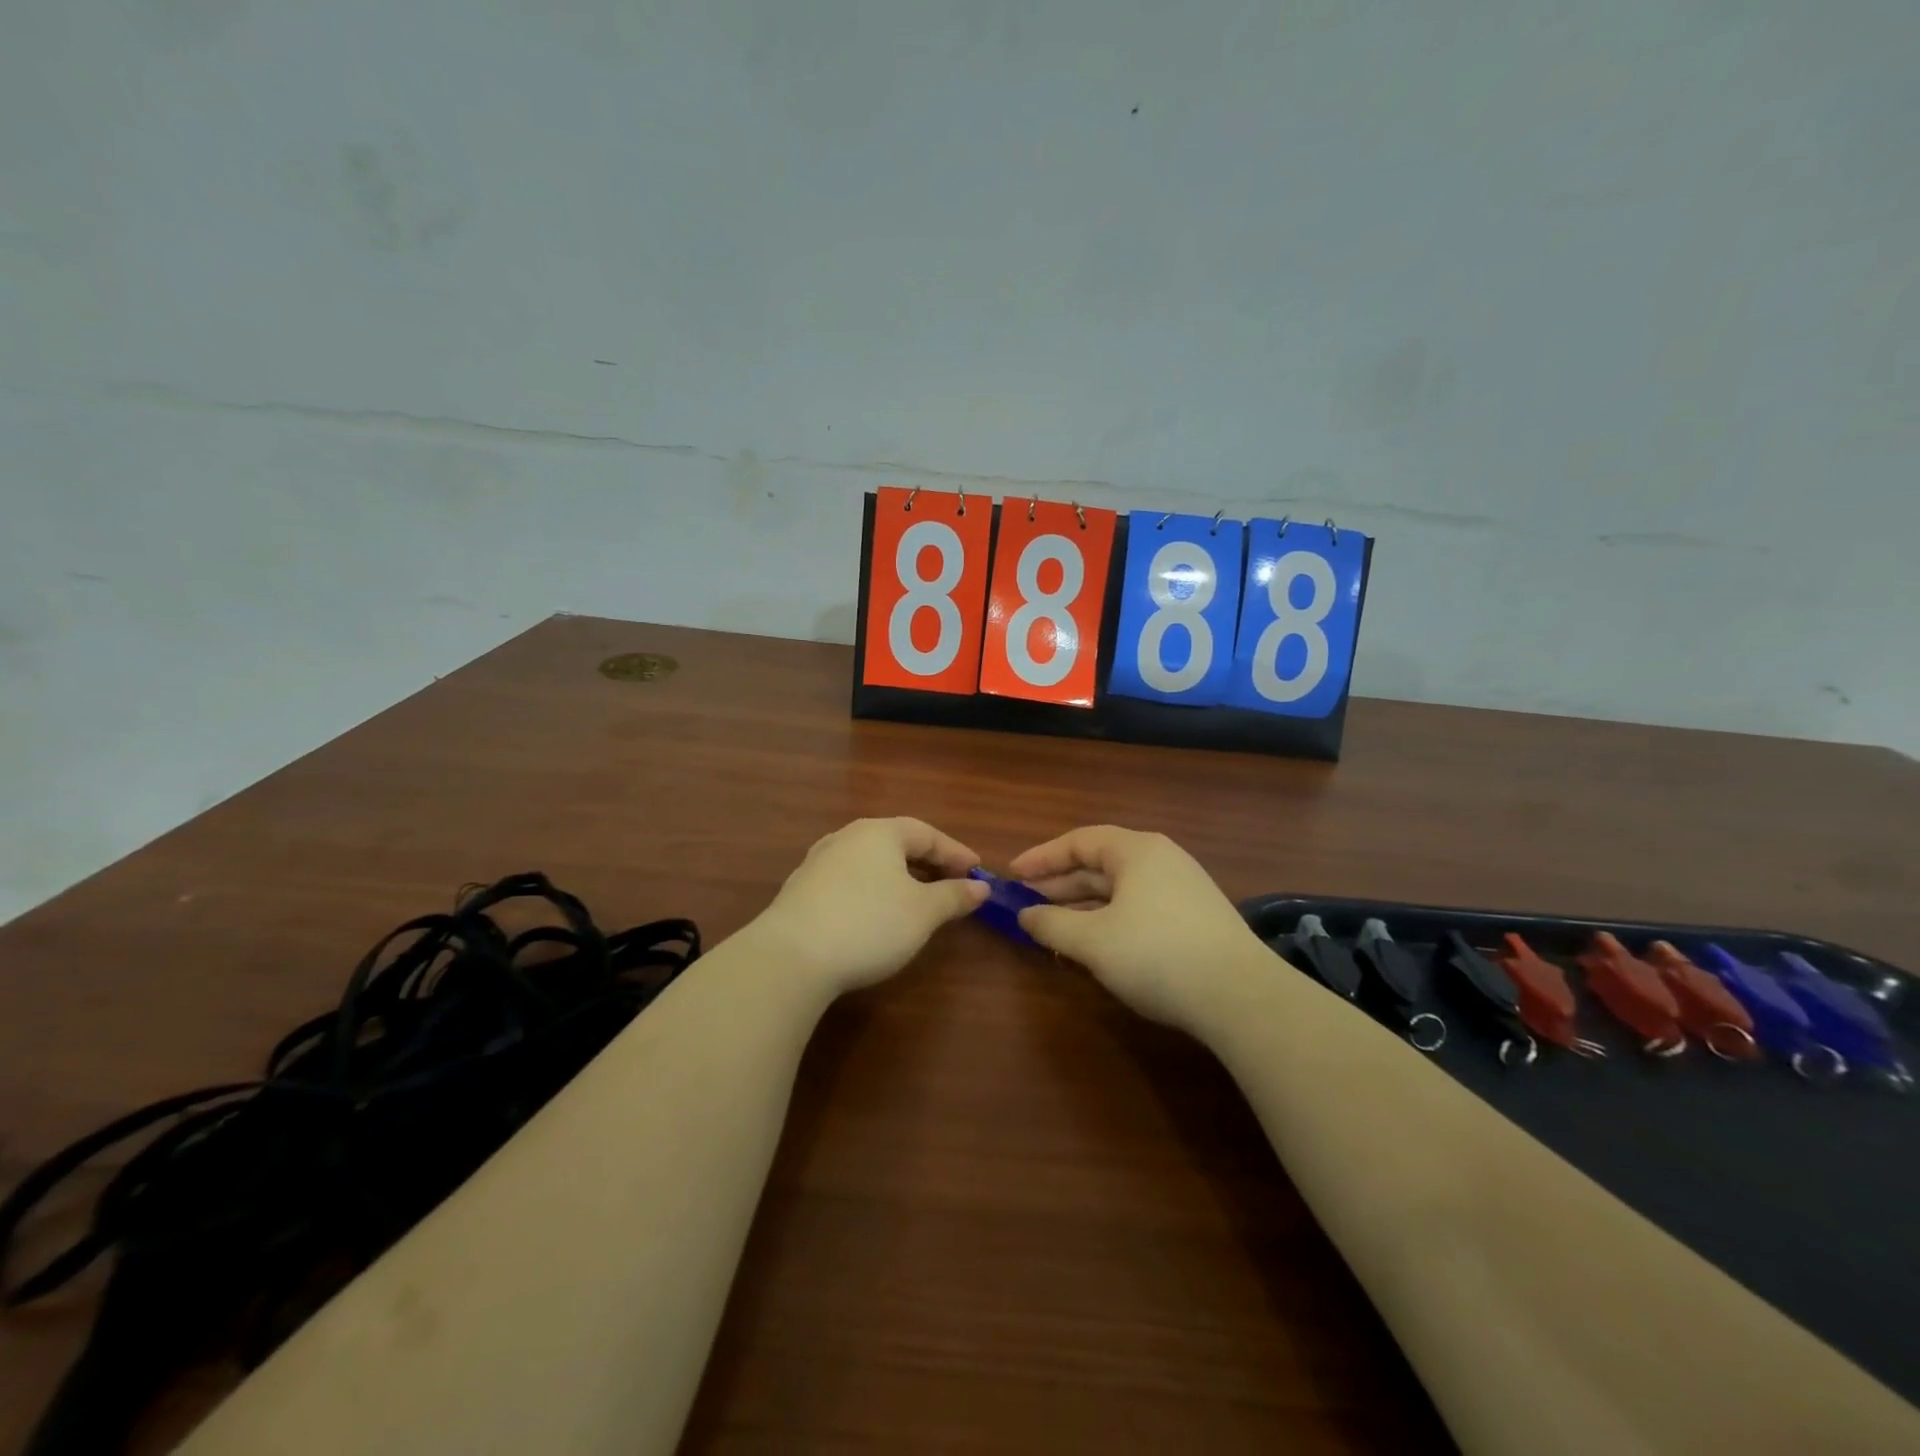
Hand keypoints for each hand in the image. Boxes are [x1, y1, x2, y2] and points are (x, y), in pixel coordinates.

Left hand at [747, 817, 988, 999]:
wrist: (790, 957)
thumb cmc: (869, 924)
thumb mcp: (922, 913)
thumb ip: (953, 896)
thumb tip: (980, 886)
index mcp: (879, 832)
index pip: (927, 833)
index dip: (955, 852)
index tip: (977, 871)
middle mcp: (846, 837)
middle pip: (896, 843)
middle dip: (927, 863)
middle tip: (952, 883)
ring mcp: (819, 862)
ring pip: (870, 862)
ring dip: (898, 876)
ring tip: (917, 898)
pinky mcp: (801, 890)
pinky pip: (849, 880)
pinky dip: (872, 890)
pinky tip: (875, 913)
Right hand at [1011, 826, 1260, 1031]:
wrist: (1241, 996)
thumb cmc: (1157, 955)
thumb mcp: (1092, 940)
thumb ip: (1051, 923)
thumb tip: (1025, 914)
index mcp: (1137, 851)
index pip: (1079, 841)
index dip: (1042, 857)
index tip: (1012, 875)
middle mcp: (1161, 860)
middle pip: (1099, 864)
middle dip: (1060, 883)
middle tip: (1026, 903)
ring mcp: (1182, 888)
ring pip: (1119, 889)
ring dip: (1083, 904)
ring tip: (1053, 924)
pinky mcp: (1195, 918)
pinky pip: (1138, 907)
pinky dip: (1108, 918)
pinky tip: (1095, 943)